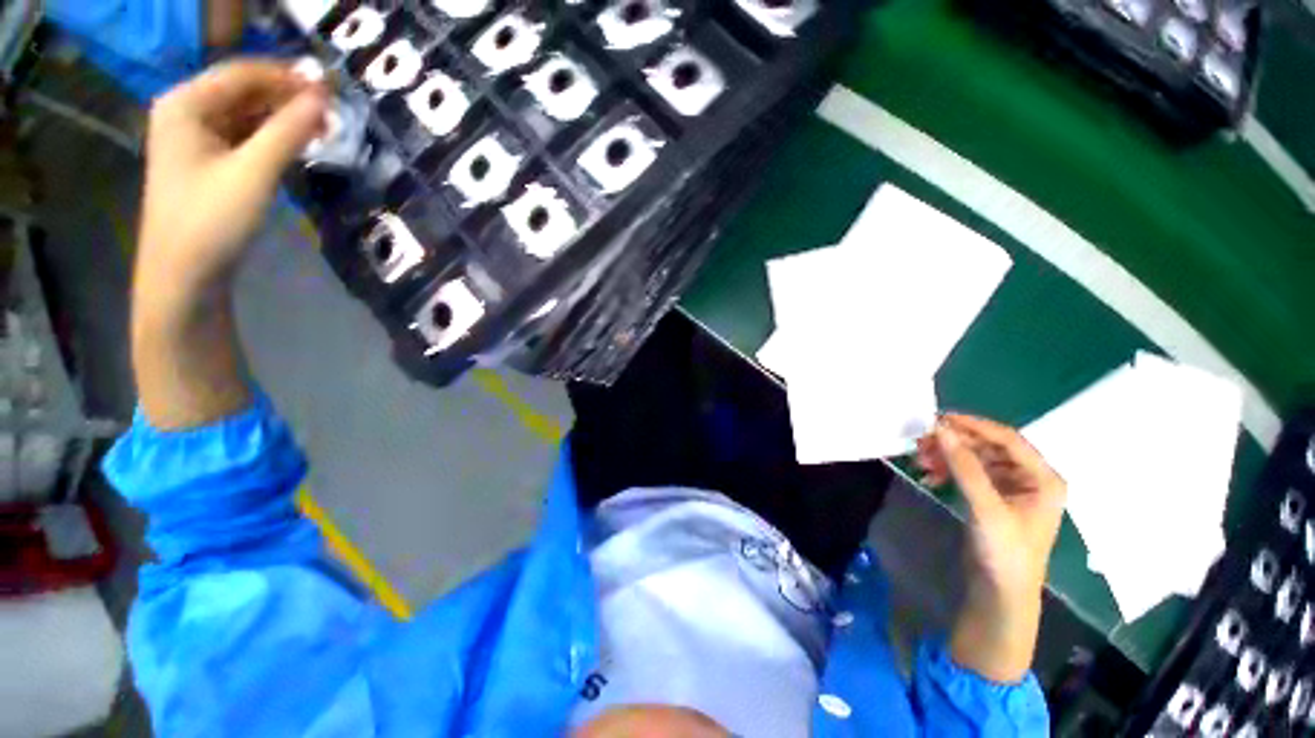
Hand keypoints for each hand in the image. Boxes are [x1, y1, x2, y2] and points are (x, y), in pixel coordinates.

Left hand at [137, 59, 326, 302]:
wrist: (184, 273)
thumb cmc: (212, 219)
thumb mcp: (255, 171)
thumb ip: (290, 130)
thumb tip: (324, 97)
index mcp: (186, 103)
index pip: (244, 73)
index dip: (288, 77)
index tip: (332, 89)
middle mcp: (187, 111)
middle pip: (245, 91)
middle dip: (288, 99)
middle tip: (333, 114)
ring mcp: (195, 137)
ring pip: (247, 114)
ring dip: (284, 119)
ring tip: (323, 130)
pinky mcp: (207, 160)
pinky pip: (244, 136)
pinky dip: (273, 137)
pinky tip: (297, 145)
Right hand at [916, 413, 1066, 682]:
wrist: (1000, 595)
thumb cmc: (1005, 552)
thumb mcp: (986, 507)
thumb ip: (965, 467)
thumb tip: (941, 429)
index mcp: (1043, 479)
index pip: (1008, 439)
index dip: (974, 426)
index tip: (939, 419)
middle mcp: (1030, 479)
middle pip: (989, 447)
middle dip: (955, 443)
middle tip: (922, 441)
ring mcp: (1010, 489)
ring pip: (975, 459)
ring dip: (948, 457)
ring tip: (920, 460)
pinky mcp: (992, 499)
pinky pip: (968, 474)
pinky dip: (948, 471)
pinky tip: (929, 476)